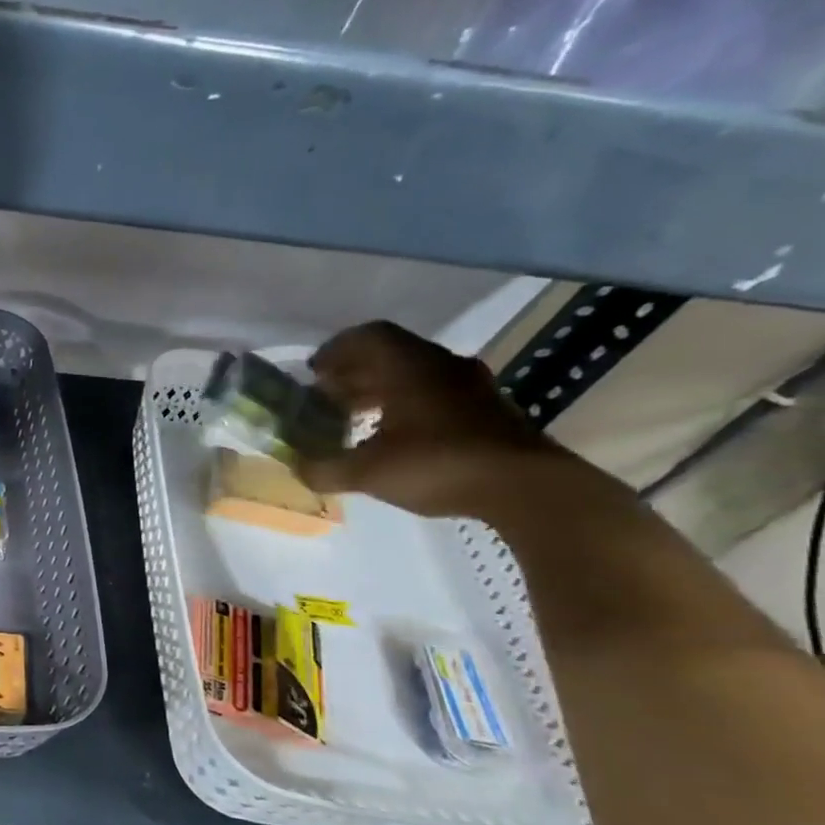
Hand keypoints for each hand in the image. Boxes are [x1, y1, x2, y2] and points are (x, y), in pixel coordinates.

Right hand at [295, 321, 560, 517]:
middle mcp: (441, 366)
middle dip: (352, 374)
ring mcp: (470, 387)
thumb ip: (324, 468)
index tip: (313, 373)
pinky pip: (436, 394)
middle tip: (325, 400)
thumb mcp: (366, 472)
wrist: (527, 487)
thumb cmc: (438, 465)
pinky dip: (406, 406)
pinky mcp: (487, 410)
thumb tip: (298, 468)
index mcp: (409, 367)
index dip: (335, 350)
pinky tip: (394, 438)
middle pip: (390, 355)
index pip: (368, 336)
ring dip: (380, 391)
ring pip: (414, 375)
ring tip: (355, 420)